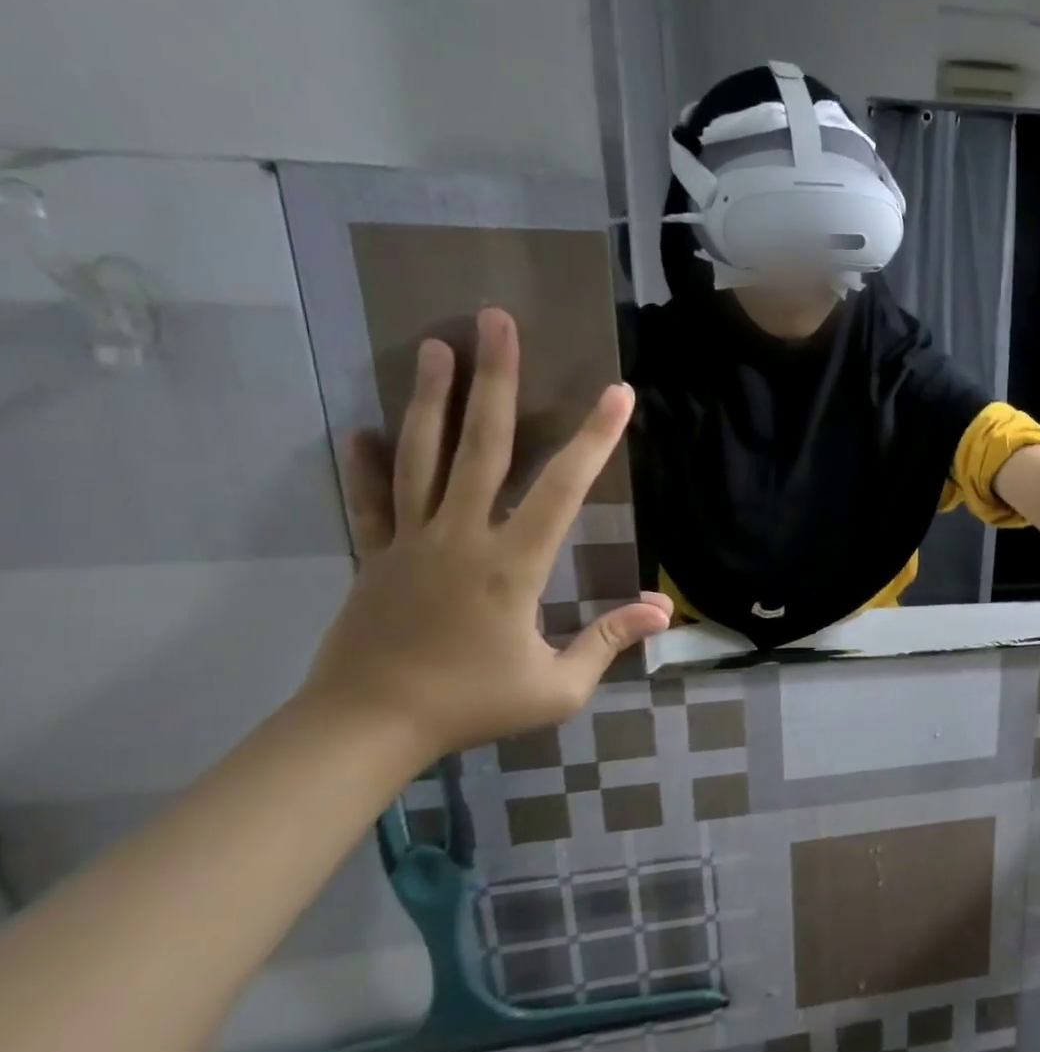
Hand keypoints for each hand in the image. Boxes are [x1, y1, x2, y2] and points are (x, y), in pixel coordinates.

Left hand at [301, 309, 671, 760]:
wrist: (364, 729)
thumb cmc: (471, 705)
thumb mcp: (557, 687)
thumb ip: (609, 641)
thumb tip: (665, 610)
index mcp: (512, 564)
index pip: (563, 489)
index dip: (594, 439)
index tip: (618, 393)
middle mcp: (461, 535)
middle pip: (482, 446)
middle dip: (495, 380)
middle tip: (496, 322)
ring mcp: (412, 541)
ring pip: (424, 457)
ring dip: (431, 398)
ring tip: (435, 347)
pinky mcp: (375, 556)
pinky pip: (372, 502)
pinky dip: (368, 465)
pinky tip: (362, 431)